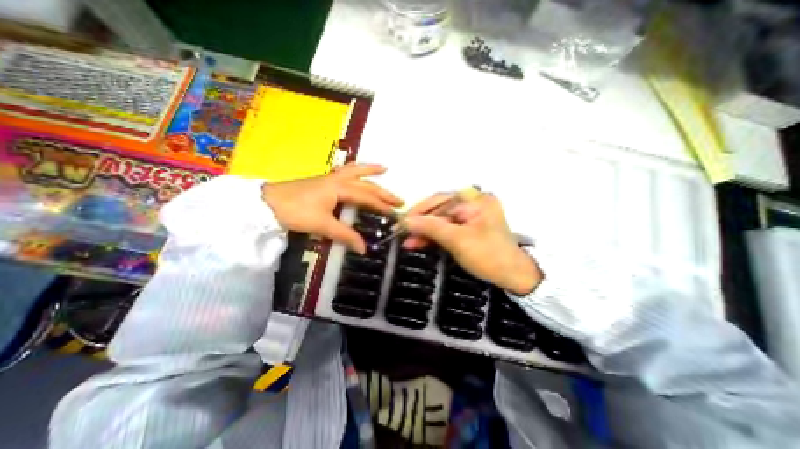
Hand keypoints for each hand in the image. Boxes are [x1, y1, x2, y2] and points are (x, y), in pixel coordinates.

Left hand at [263, 163, 403, 254]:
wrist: (267, 203)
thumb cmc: (296, 212)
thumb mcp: (322, 225)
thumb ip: (345, 235)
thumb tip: (364, 248)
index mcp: (340, 189)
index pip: (367, 197)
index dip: (382, 206)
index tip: (395, 214)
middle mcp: (338, 180)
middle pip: (366, 184)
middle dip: (383, 191)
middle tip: (398, 199)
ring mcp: (330, 178)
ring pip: (354, 170)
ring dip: (370, 170)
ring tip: (383, 169)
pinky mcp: (323, 181)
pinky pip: (344, 171)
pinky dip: (354, 170)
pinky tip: (355, 172)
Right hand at [404, 191, 540, 294]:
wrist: (512, 277)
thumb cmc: (489, 256)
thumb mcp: (457, 240)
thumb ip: (430, 227)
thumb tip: (405, 221)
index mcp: (476, 200)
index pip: (440, 200)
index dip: (419, 211)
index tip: (401, 222)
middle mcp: (473, 202)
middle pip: (439, 209)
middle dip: (420, 223)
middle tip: (402, 233)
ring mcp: (471, 215)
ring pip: (440, 220)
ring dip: (424, 231)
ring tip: (408, 241)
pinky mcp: (468, 226)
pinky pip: (446, 227)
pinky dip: (434, 235)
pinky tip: (420, 242)